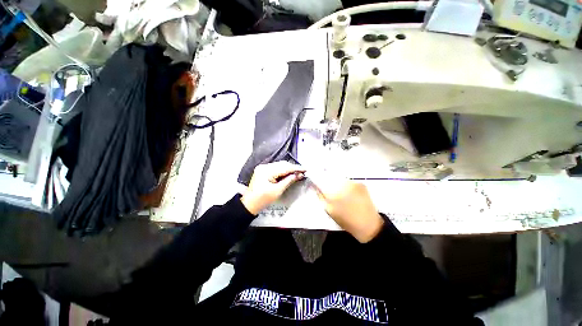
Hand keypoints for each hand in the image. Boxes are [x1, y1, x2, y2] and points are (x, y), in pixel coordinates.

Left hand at [241, 161, 304, 214]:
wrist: (250, 204)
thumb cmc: (263, 199)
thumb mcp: (278, 191)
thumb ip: (289, 181)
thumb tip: (299, 174)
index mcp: (266, 171)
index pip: (284, 167)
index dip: (296, 168)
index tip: (305, 169)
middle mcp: (264, 166)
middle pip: (282, 164)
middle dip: (292, 168)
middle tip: (302, 172)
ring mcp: (263, 168)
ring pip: (279, 165)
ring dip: (288, 169)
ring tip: (297, 173)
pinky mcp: (263, 170)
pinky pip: (276, 168)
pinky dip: (283, 171)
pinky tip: (288, 174)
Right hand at [313, 178, 383, 242]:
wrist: (368, 225)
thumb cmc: (345, 220)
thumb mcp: (329, 210)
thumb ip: (320, 196)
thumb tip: (316, 186)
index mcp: (332, 193)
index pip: (319, 179)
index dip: (316, 179)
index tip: (315, 182)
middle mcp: (342, 184)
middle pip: (329, 176)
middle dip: (326, 181)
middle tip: (327, 188)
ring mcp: (352, 183)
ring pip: (338, 178)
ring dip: (335, 182)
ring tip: (338, 192)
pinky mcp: (360, 183)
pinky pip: (347, 181)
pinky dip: (345, 184)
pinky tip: (347, 192)